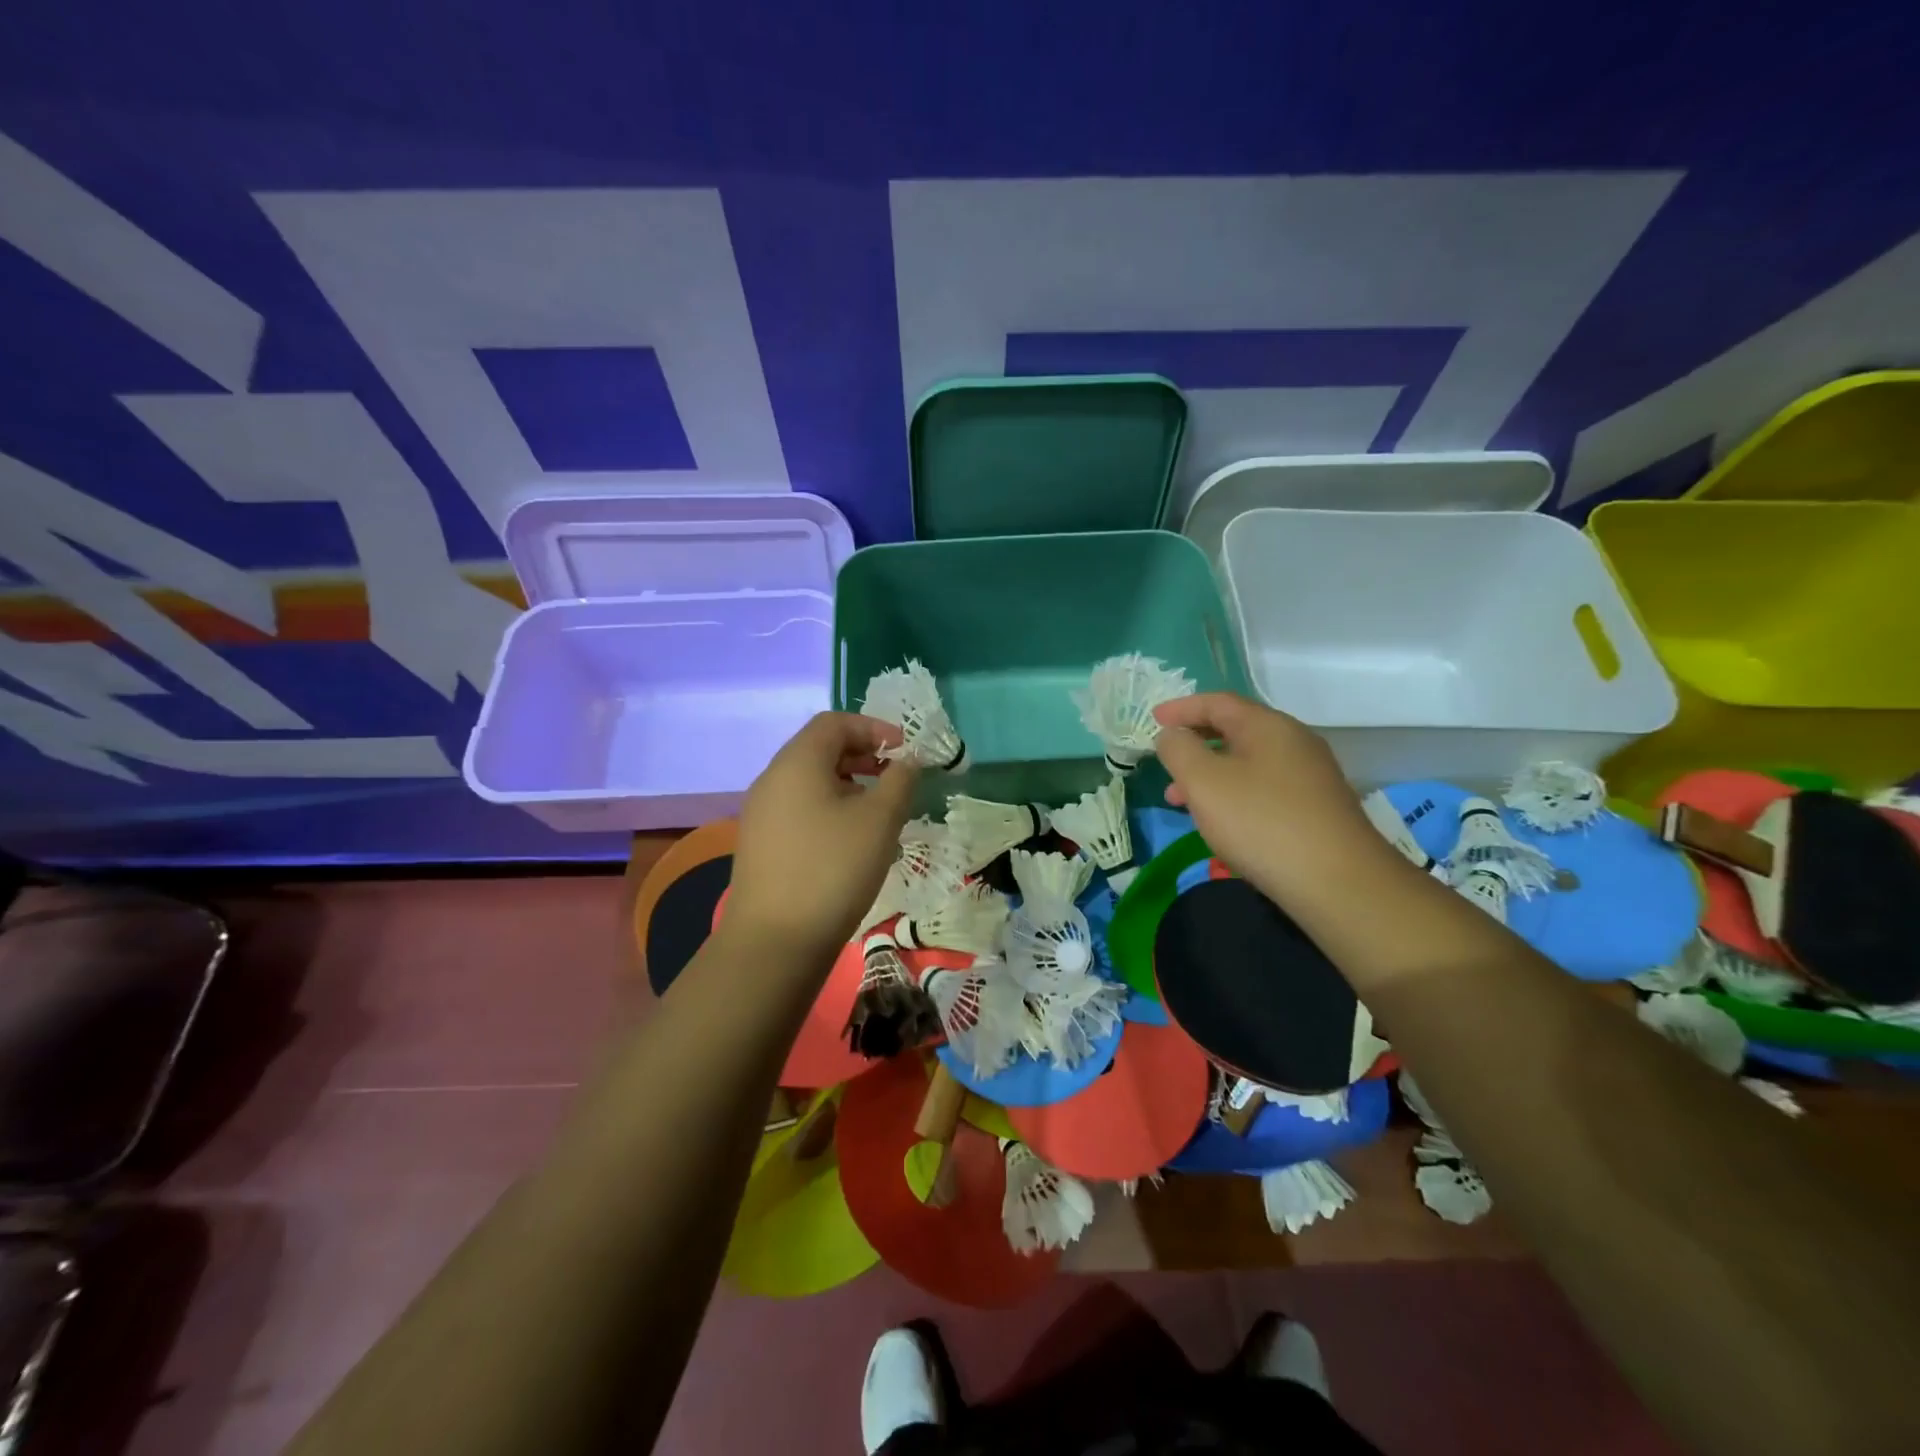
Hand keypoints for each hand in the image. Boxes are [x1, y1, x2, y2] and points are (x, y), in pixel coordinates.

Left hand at [724, 713, 920, 968]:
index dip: (874, 728)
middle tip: (895, 778)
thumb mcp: (880, 820)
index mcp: (797, 762)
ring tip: (879, 811)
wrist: (775, 941)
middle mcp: (772, 778)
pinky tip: (850, 839)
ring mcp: (761, 813)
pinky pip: (799, 808)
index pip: (834, 722)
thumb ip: (900, 781)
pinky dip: (829, 808)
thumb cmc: (833, 869)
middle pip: (820, 748)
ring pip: (810, 781)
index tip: (905, 751)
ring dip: (848, 784)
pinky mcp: (761, 843)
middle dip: (863, 755)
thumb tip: (908, 761)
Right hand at [1152, 693, 1403, 903]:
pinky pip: (1263, 788)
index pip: (1218, 702)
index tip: (1152, 720)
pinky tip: (1221, 822)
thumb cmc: (1261, 822)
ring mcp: (1309, 776)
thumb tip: (1173, 735)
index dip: (1182, 708)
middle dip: (1194, 744)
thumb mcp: (1203, 781)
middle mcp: (1293, 742)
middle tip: (1165, 762)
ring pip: (1247, 763)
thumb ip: (1179, 750)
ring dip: (1210, 775)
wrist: (1337, 882)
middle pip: (1235, 730)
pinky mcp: (1315, 808)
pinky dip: (1232, 794)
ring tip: (1180, 802)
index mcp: (1268, 726)